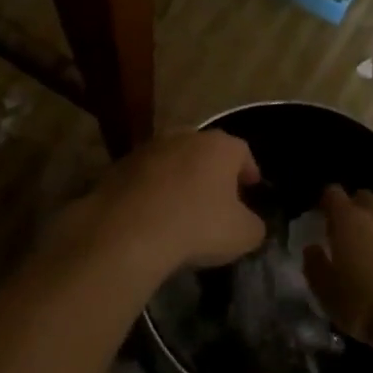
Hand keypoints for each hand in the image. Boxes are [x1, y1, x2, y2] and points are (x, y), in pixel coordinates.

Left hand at [59, 130, 264, 274]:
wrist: (128, 231)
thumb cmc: (197, 226)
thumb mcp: (243, 235)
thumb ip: (254, 225)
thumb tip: (250, 223)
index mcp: (219, 146)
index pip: (242, 151)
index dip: (248, 170)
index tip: (250, 188)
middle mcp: (183, 137)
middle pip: (205, 151)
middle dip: (212, 171)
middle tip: (216, 197)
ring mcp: (147, 148)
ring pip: (172, 160)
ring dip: (179, 178)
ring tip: (181, 207)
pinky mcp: (118, 166)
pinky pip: (144, 177)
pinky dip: (151, 190)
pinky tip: (151, 215)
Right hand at [302, 185, 372, 350]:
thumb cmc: (363, 304)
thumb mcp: (326, 292)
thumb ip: (314, 265)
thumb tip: (312, 249)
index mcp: (348, 220)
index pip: (333, 193)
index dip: (325, 202)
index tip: (319, 217)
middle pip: (362, 198)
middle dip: (352, 209)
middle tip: (343, 234)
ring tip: (367, 254)